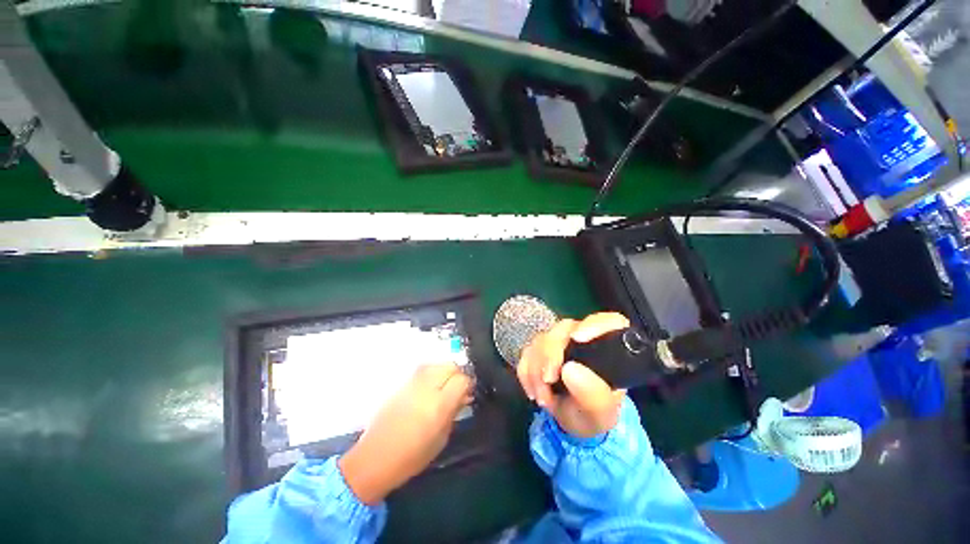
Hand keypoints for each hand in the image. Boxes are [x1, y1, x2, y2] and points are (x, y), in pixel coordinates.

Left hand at [338, 364, 471, 504]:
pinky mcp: (401, 384)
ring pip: (436, 364)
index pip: (462, 379)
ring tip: (444, 385)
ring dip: (444, 371)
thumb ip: (454, 412)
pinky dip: (431, 373)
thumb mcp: (441, 439)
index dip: (468, 384)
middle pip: (450, 366)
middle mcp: (426, 389)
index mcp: (439, 405)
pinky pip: (422, 370)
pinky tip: (429, 387)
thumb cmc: (412, 456)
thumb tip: (464, 396)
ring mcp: (412, 384)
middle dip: (458, 374)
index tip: (468, 393)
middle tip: (457, 388)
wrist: (375, 458)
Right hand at [517, 313, 628, 438]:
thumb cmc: (594, 415)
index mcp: (609, 348)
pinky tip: (533, 391)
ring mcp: (560, 341)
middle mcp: (584, 337)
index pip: (609, 321)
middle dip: (550, 355)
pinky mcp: (541, 348)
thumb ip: (592, 395)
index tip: (576, 338)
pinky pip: (527, 351)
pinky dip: (526, 373)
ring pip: (542, 339)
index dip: (593, 324)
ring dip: (536, 370)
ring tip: (544, 399)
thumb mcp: (600, 414)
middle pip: (564, 329)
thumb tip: (570, 369)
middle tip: (547, 381)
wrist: (571, 422)